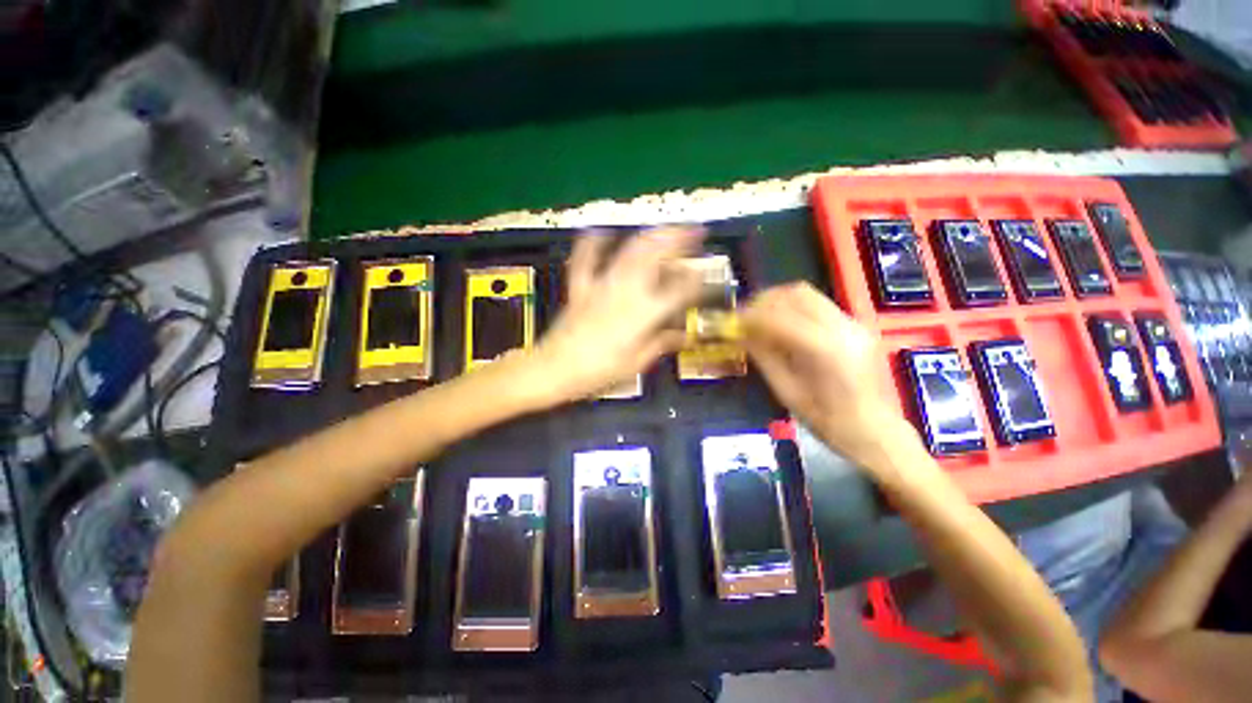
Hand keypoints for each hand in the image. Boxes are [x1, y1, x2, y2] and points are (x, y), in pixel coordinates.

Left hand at [529, 226, 705, 403]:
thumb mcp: (635, 364)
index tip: (706, 276)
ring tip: (666, 228)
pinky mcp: (580, 286)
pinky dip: (593, 242)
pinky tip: (603, 232)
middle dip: (680, 240)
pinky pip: (585, 258)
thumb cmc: (597, 372)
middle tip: (695, 232)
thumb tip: (681, 336)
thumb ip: (660, 344)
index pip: (679, 291)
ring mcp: (601, 285)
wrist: (554, 370)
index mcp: (643, 315)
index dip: (697, 282)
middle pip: (656, 256)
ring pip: (628, 251)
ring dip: (651, 235)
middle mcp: (626, 292)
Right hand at [741, 282, 916, 465]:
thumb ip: (763, 356)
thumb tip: (740, 333)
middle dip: (765, 300)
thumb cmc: (826, 420)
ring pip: (809, 295)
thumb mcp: (786, 390)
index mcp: (825, 349)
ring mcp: (854, 323)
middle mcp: (843, 327)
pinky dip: (794, 308)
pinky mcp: (856, 326)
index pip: (779, 317)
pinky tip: (782, 325)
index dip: (751, 316)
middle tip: (745, 315)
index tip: (732, 321)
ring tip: (760, 317)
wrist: (874, 430)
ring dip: (779, 301)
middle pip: (797, 294)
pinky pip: (818, 305)